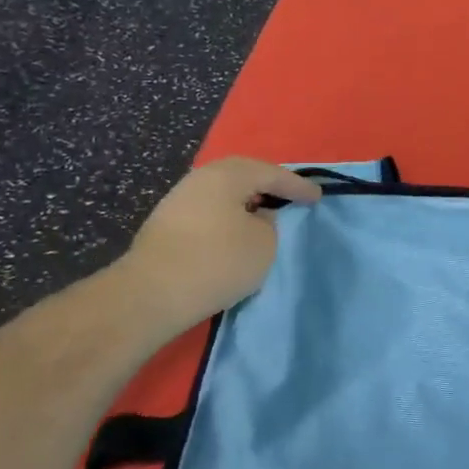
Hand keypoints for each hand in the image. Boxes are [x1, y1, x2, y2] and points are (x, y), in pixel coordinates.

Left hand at [114, 157, 320, 335]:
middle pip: (243, 175)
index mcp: (228, 175)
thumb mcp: (264, 243)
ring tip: (264, 214)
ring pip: (222, 192)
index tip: (318, 197)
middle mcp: (201, 178)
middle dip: (268, 185)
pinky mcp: (165, 224)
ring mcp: (178, 199)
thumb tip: (257, 217)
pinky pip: (208, 209)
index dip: (298, 187)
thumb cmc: (217, 262)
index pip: (272, 174)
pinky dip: (227, 215)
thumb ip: (269, 223)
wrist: (151, 294)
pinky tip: (235, 230)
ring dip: (245, 201)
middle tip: (290, 197)